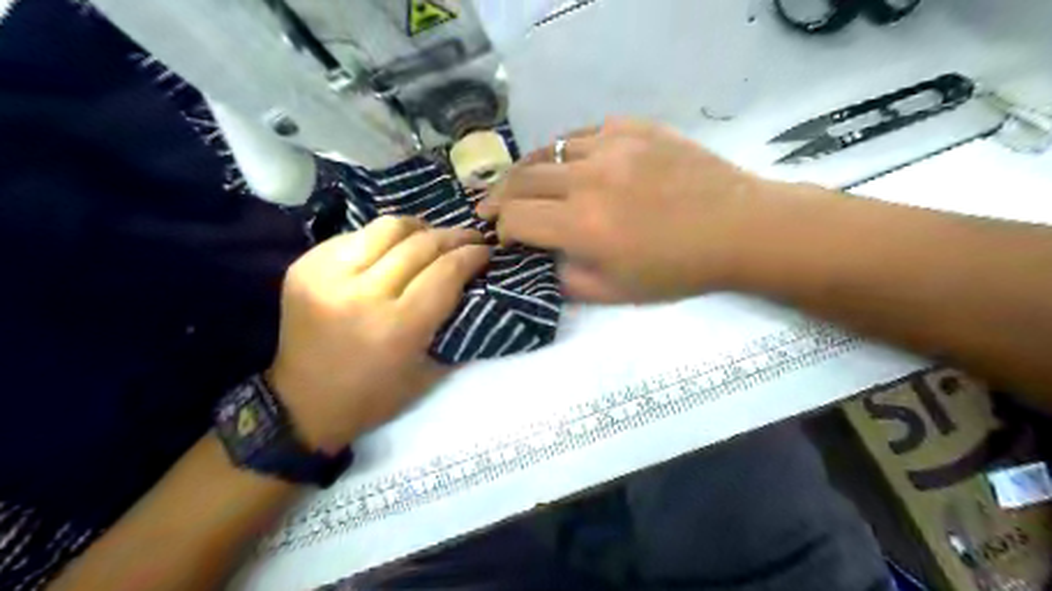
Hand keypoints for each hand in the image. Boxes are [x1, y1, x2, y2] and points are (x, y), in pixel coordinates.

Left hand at [267, 216, 488, 452]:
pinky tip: (393, 249)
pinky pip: (356, 236)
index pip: (445, 272)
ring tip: (433, 236)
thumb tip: (472, 281)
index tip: (486, 251)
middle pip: (420, 244)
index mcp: (397, 327)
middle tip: (470, 237)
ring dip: (419, 228)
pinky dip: (382, 239)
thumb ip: (451, 322)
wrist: (303, 404)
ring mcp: (328, 275)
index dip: (472, 256)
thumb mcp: (428, 371)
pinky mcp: (305, 267)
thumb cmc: (374, 396)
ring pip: (387, 228)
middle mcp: (362, 294)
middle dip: (453, 236)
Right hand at [481, 118, 784, 304]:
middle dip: (500, 196)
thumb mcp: (618, 293)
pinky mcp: (635, 129)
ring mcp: (613, 146)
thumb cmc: (679, 270)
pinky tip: (571, 163)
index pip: (517, 218)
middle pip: (522, 178)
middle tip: (491, 206)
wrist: (739, 228)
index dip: (502, 229)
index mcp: (584, 225)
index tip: (503, 237)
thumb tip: (544, 262)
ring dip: (529, 170)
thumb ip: (568, 281)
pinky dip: (567, 150)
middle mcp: (589, 179)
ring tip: (524, 183)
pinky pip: (585, 133)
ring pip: (549, 150)